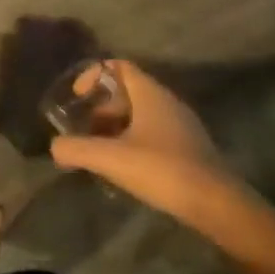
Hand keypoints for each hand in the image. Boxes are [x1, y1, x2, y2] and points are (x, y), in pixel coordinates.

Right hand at [49, 60, 243, 228]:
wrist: (220, 207)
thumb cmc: (163, 170)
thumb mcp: (111, 159)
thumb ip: (77, 149)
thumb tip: (54, 147)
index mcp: (150, 93)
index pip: (117, 66)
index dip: (93, 75)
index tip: (77, 97)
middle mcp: (167, 102)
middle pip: (126, 91)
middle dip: (101, 107)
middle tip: (84, 129)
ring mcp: (182, 126)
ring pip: (140, 114)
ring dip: (116, 127)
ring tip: (100, 150)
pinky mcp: (190, 149)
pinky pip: (154, 133)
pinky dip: (134, 142)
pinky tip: (126, 168)